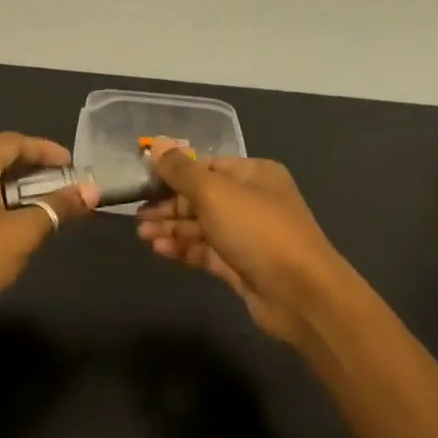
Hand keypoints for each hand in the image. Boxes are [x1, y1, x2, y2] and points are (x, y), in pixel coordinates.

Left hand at [0, 131, 97, 332]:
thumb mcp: (21, 234)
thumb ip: (57, 208)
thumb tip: (91, 190)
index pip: (14, 142)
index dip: (46, 150)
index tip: (72, 165)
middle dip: (33, 170)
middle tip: (62, 186)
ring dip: (15, 189)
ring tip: (42, 207)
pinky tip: (9, 227)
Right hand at [135, 138, 353, 347]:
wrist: (300, 294)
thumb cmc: (257, 231)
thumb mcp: (214, 192)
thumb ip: (181, 170)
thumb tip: (158, 143)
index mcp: (254, 174)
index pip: (207, 165)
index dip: (175, 171)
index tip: (144, 180)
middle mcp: (252, 200)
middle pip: (202, 196)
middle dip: (169, 204)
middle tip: (137, 213)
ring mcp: (247, 235)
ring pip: (202, 225)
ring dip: (171, 228)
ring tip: (142, 234)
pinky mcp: (241, 265)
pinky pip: (206, 250)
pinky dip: (184, 248)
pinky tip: (159, 249)